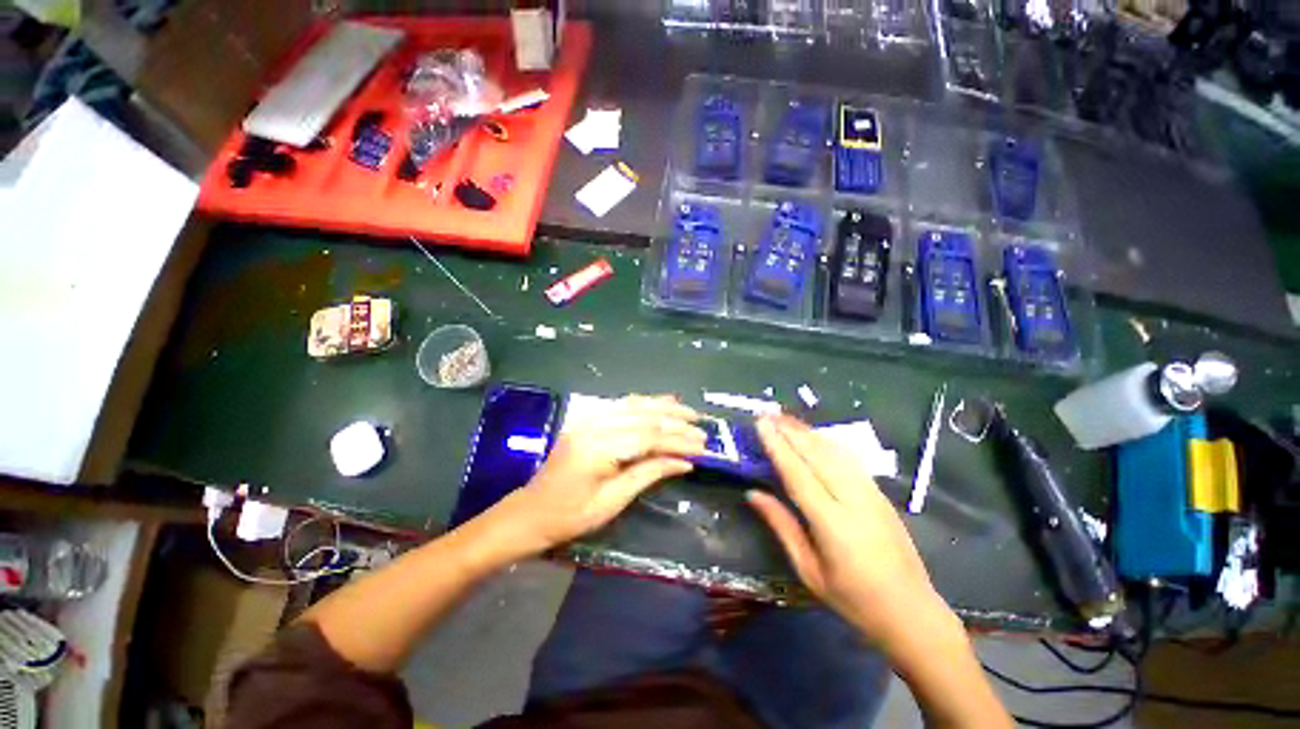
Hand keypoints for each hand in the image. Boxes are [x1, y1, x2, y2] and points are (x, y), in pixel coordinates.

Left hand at [491, 395, 706, 553]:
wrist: (529, 513)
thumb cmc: (569, 517)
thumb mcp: (612, 502)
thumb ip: (648, 474)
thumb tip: (684, 463)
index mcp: (597, 449)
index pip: (648, 438)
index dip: (678, 441)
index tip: (702, 447)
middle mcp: (593, 426)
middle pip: (643, 417)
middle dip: (676, 422)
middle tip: (702, 428)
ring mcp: (587, 419)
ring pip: (633, 406)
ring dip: (663, 407)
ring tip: (688, 411)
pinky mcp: (586, 420)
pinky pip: (620, 405)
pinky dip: (643, 403)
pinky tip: (659, 403)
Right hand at [748, 414, 954, 653]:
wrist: (912, 612)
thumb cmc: (854, 599)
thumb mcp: (809, 570)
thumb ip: (782, 526)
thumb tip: (753, 493)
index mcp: (833, 523)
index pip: (798, 474)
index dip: (778, 446)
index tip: (761, 424)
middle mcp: (854, 500)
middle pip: (817, 455)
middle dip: (791, 431)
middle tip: (768, 413)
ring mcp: (871, 494)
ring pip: (834, 452)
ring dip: (808, 432)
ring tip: (785, 418)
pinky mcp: (880, 494)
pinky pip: (849, 460)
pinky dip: (827, 443)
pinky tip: (815, 437)